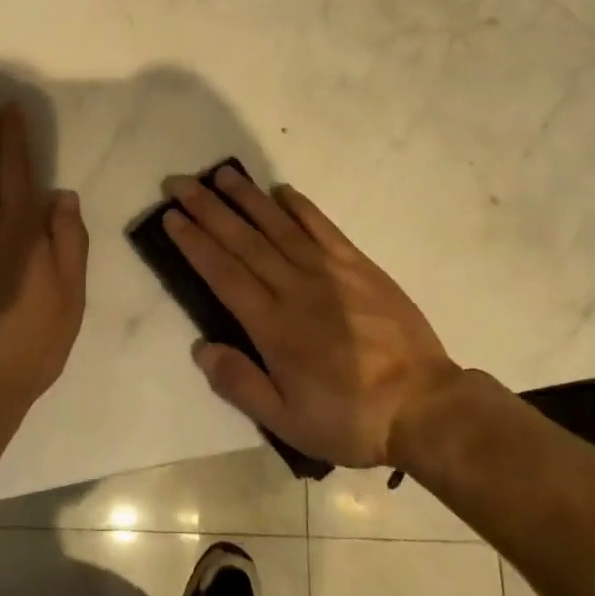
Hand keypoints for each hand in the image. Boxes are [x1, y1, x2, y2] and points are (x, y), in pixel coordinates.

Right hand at [161, 166, 459, 468]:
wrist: (423, 405)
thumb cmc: (350, 418)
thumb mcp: (287, 421)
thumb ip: (240, 383)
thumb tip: (201, 345)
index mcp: (272, 325)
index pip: (223, 272)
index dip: (194, 242)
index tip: (171, 216)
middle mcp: (294, 288)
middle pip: (243, 240)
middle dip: (208, 209)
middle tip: (181, 182)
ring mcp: (328, 271)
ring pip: (278, 226)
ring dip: (247, 198)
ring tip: (222, 174)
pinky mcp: (358, 265)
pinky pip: (323, 228)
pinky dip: (301, 207)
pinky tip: (282, 191)